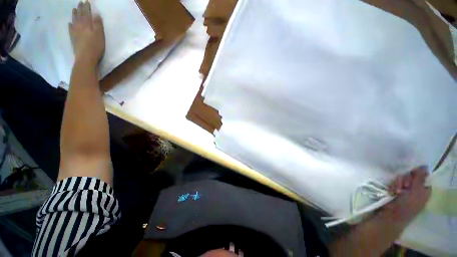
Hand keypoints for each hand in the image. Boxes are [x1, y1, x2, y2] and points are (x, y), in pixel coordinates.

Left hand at [69, 1, 104, 67]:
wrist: (85, 58)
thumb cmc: (95, 47)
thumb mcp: (100, 35)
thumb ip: (98, 24)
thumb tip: (96, 14)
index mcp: (87, 25)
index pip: (87, 14)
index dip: (87, 7)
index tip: (87, 1)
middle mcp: (80, 26)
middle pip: (80, 16)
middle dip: (80, 9)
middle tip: (80, 3)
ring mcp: (75, 32)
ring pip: (74, 20)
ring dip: (74, 14)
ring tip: (74, 9)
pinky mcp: (73, 38)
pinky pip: (70, 29)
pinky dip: (70, 25)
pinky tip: (70, 23)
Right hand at [382, 167, 430, 225]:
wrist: (390, 216)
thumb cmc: (406, 206)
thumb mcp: (415, 192)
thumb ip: (420, 179)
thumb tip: (425, 166)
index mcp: (424, 191)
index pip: (423, 176)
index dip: (417, 174)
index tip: (412, 174)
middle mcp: (416, 190)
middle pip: (411, 176)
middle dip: (405, 180)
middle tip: (403, 186)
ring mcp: (405, 191)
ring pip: (401, 179)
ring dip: (397, 183)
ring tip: (395, 191)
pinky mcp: (395, 191)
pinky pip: (394, 183)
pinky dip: (392, 186)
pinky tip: (390, 191)